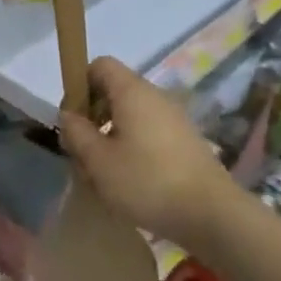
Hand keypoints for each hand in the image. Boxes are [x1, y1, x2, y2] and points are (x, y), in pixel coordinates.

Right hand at [56, 57, 230, 250]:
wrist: (212, 215)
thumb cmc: (147, 181)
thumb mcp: (98, 160)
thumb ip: (76, 133)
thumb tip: (69, 115)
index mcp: (132, 91)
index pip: (100, 65)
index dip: (80, 86)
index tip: (74, 119)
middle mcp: (155, 97)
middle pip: (114, 92)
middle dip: (93, 118)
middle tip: (84, 153)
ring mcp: (174, 119)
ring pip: (131, 117)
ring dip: (112, 138)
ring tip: (105, 175)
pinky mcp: (186, 142)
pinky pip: (149, 134)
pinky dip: (134, 150)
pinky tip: (131, 183)